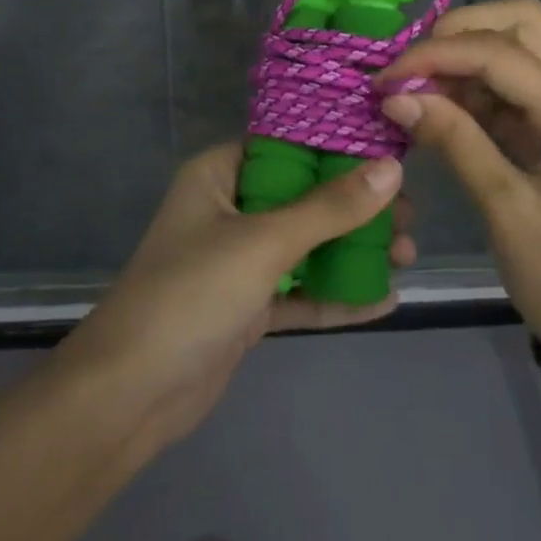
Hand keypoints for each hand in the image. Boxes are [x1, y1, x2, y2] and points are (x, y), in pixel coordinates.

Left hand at [60, 143, 413, 451]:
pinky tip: (384, 299)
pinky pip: (300, 291)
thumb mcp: (264, 243)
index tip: (390, 152)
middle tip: (409, 215)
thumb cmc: (192, 293)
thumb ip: (329, 208)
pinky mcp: (247, 307)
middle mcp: (229, 209)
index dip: (337, 148)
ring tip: (408, 253)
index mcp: (219, 175)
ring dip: (352, 250)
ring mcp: (237, 261)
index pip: (287, 146)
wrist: (131, 394)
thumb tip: (390, 168)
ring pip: (305, 245)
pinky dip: (336, 294)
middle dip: (356, 207)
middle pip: (303, 197)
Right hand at [377, 0, 540, 387]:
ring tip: (416, 88)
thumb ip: (453, 141)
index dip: (436, 54)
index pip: (500, 53)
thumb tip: (396, 95)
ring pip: (518, 45)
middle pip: (522, 22)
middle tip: (412, 67)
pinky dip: (472, 84)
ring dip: (464, 55)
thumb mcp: (505, 211)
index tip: (386, 79)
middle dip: (460, 31)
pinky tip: (438, 106)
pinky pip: (513, 83)